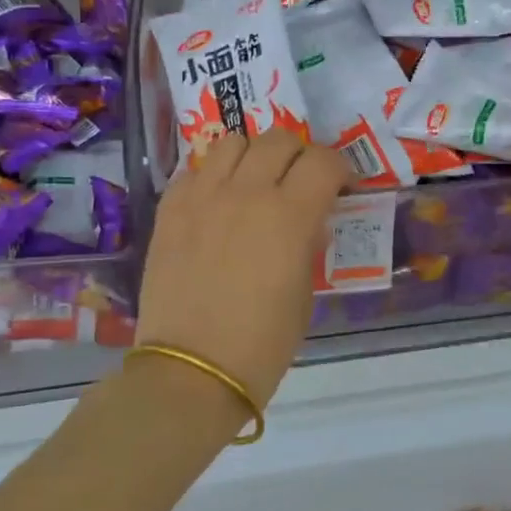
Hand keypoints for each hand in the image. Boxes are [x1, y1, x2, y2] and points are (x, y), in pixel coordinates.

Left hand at [135, 131, 349, 406]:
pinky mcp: (169, 209)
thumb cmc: (263, 342)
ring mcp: (202, 196)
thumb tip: (309, 224)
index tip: (341, 188)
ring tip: (255, 183)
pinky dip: (213, 175)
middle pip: (280, 140)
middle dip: (300, 155)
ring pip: (233, 141)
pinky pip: (195, 169)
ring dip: (253, 155)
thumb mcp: (304, 293)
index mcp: (290, 215)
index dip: (340, 169)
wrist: (192, 370)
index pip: (324, 161)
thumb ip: (308, 245)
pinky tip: (217, 202)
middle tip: (301, 182)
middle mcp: (246, 192)